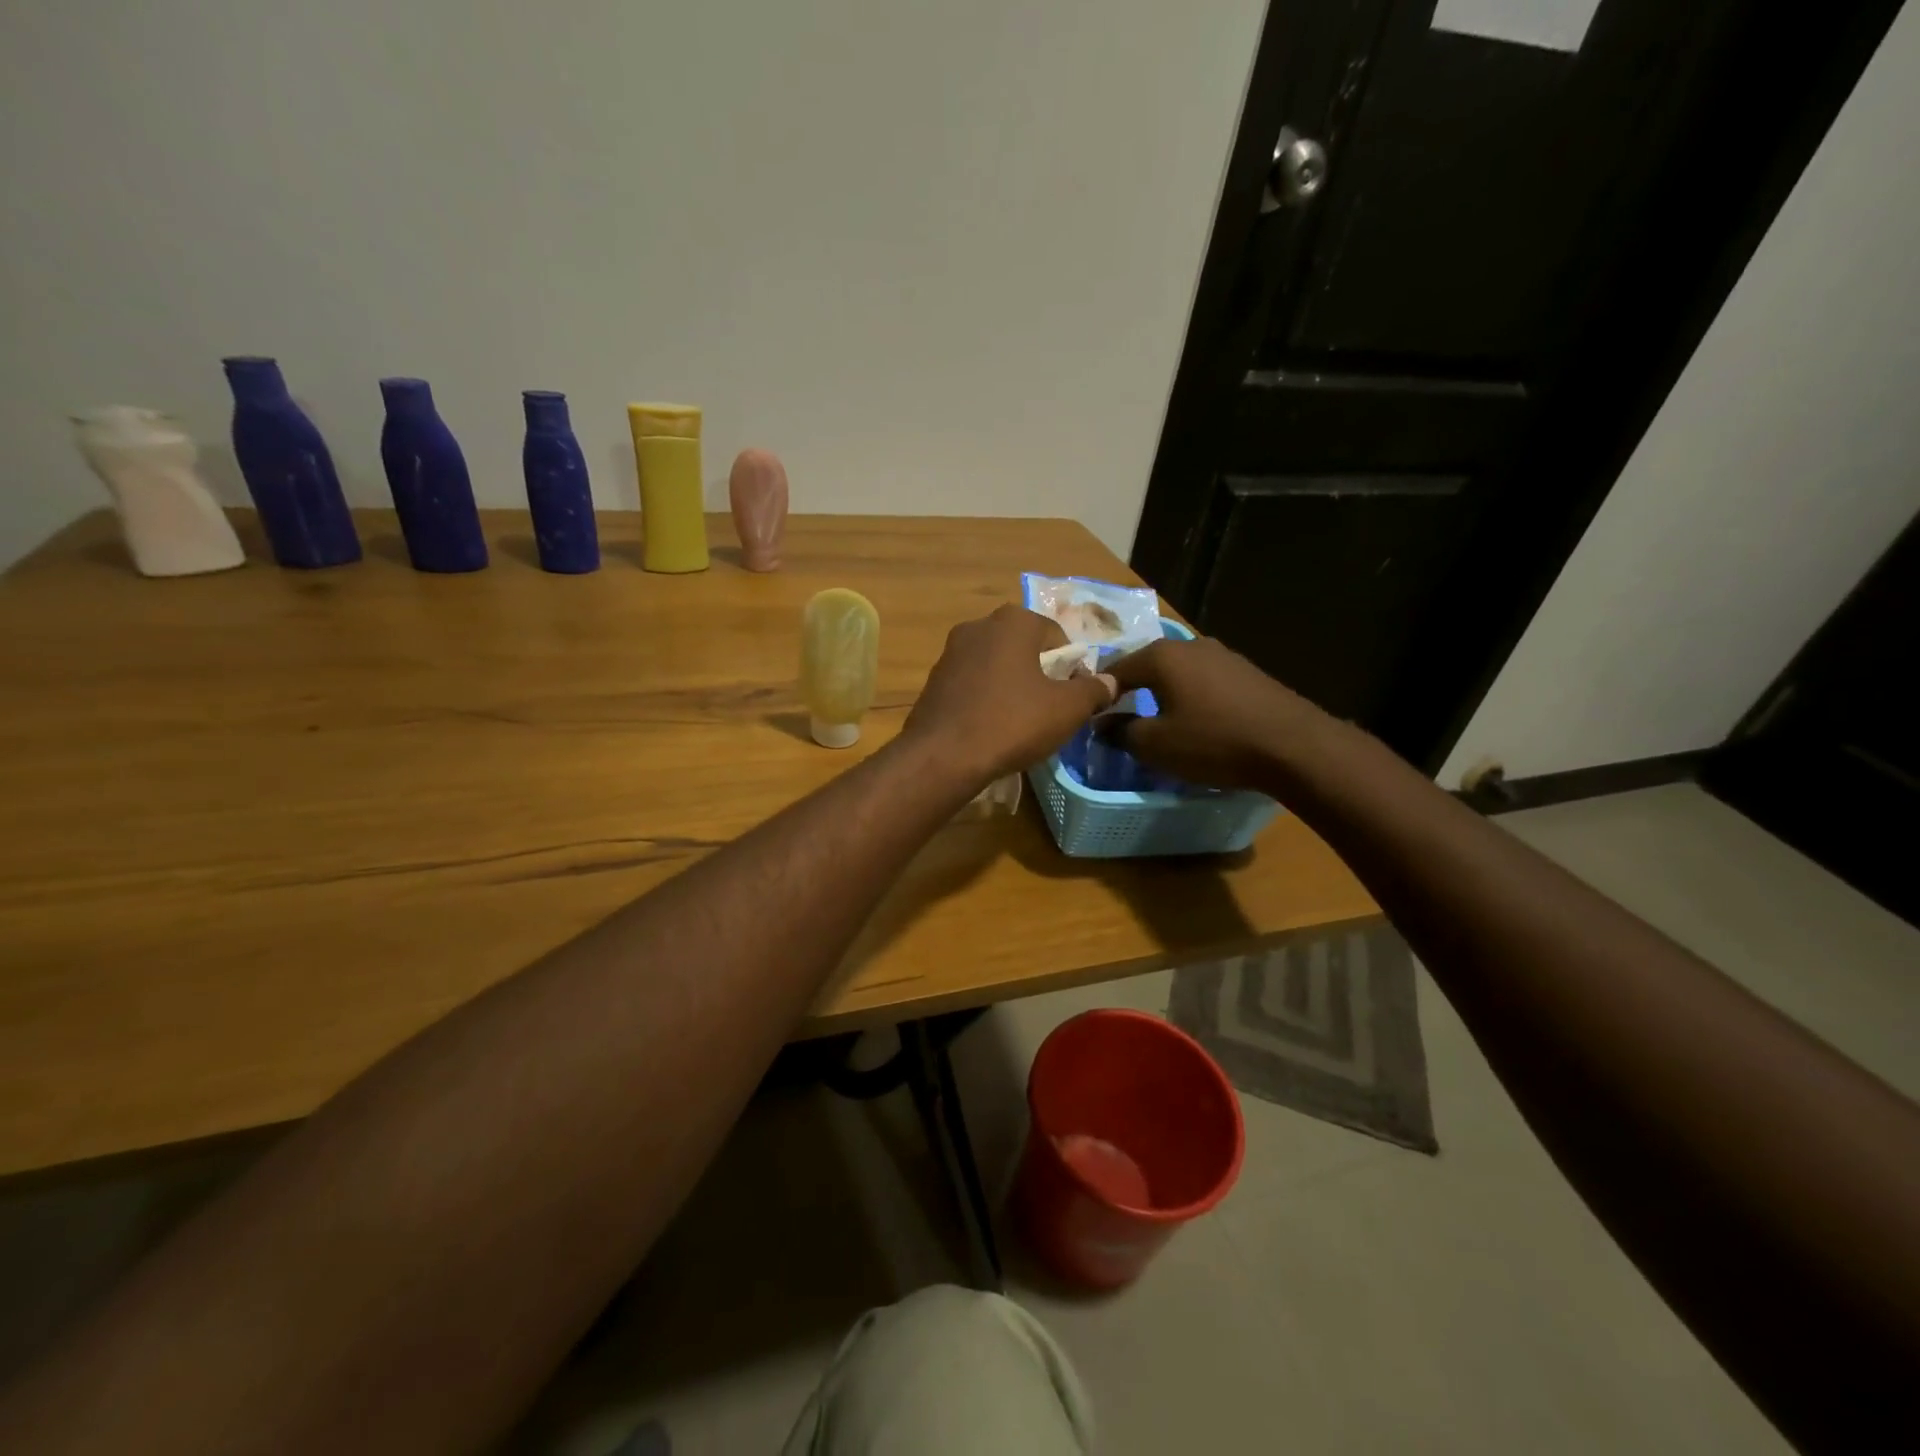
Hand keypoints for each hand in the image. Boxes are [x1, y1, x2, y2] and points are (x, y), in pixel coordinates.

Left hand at [903, 605, 1115, 785]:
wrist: (943, 756)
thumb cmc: (1012, 722)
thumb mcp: (1067, 709)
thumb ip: (1094, 690)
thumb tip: (1110, 681)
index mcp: (1014, 621)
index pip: (1058, 637)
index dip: (1072, 668)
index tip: (1073, 700)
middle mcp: (979, 626)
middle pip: (1025, 648)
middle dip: (1040, 675)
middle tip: (1049, 711)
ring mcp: (951, 652)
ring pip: (996, 666)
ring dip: (1012, 687)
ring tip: (1019, 723)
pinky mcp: (933, 680)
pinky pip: (972, 684)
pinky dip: (986, 699)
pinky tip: (990, 728)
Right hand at [1105, 635, 1322, 789]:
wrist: (1293, 746)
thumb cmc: (1214, 741)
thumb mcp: (1156, 745)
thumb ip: (1121, 732)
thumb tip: (1100, 724)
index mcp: (1162, 656)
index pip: (1114, 669)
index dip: (1099, 694)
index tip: (1091, 719)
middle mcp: (1189, 645)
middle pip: (1146, 666)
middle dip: (1131, 691)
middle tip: (1120, 720)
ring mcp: (1222, 655)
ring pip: (1177, 673)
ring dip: (1162, 694)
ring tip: (1157, 722)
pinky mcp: (1246, 672)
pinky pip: (1203, 681)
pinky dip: (1190, 697)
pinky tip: (1195, 721)